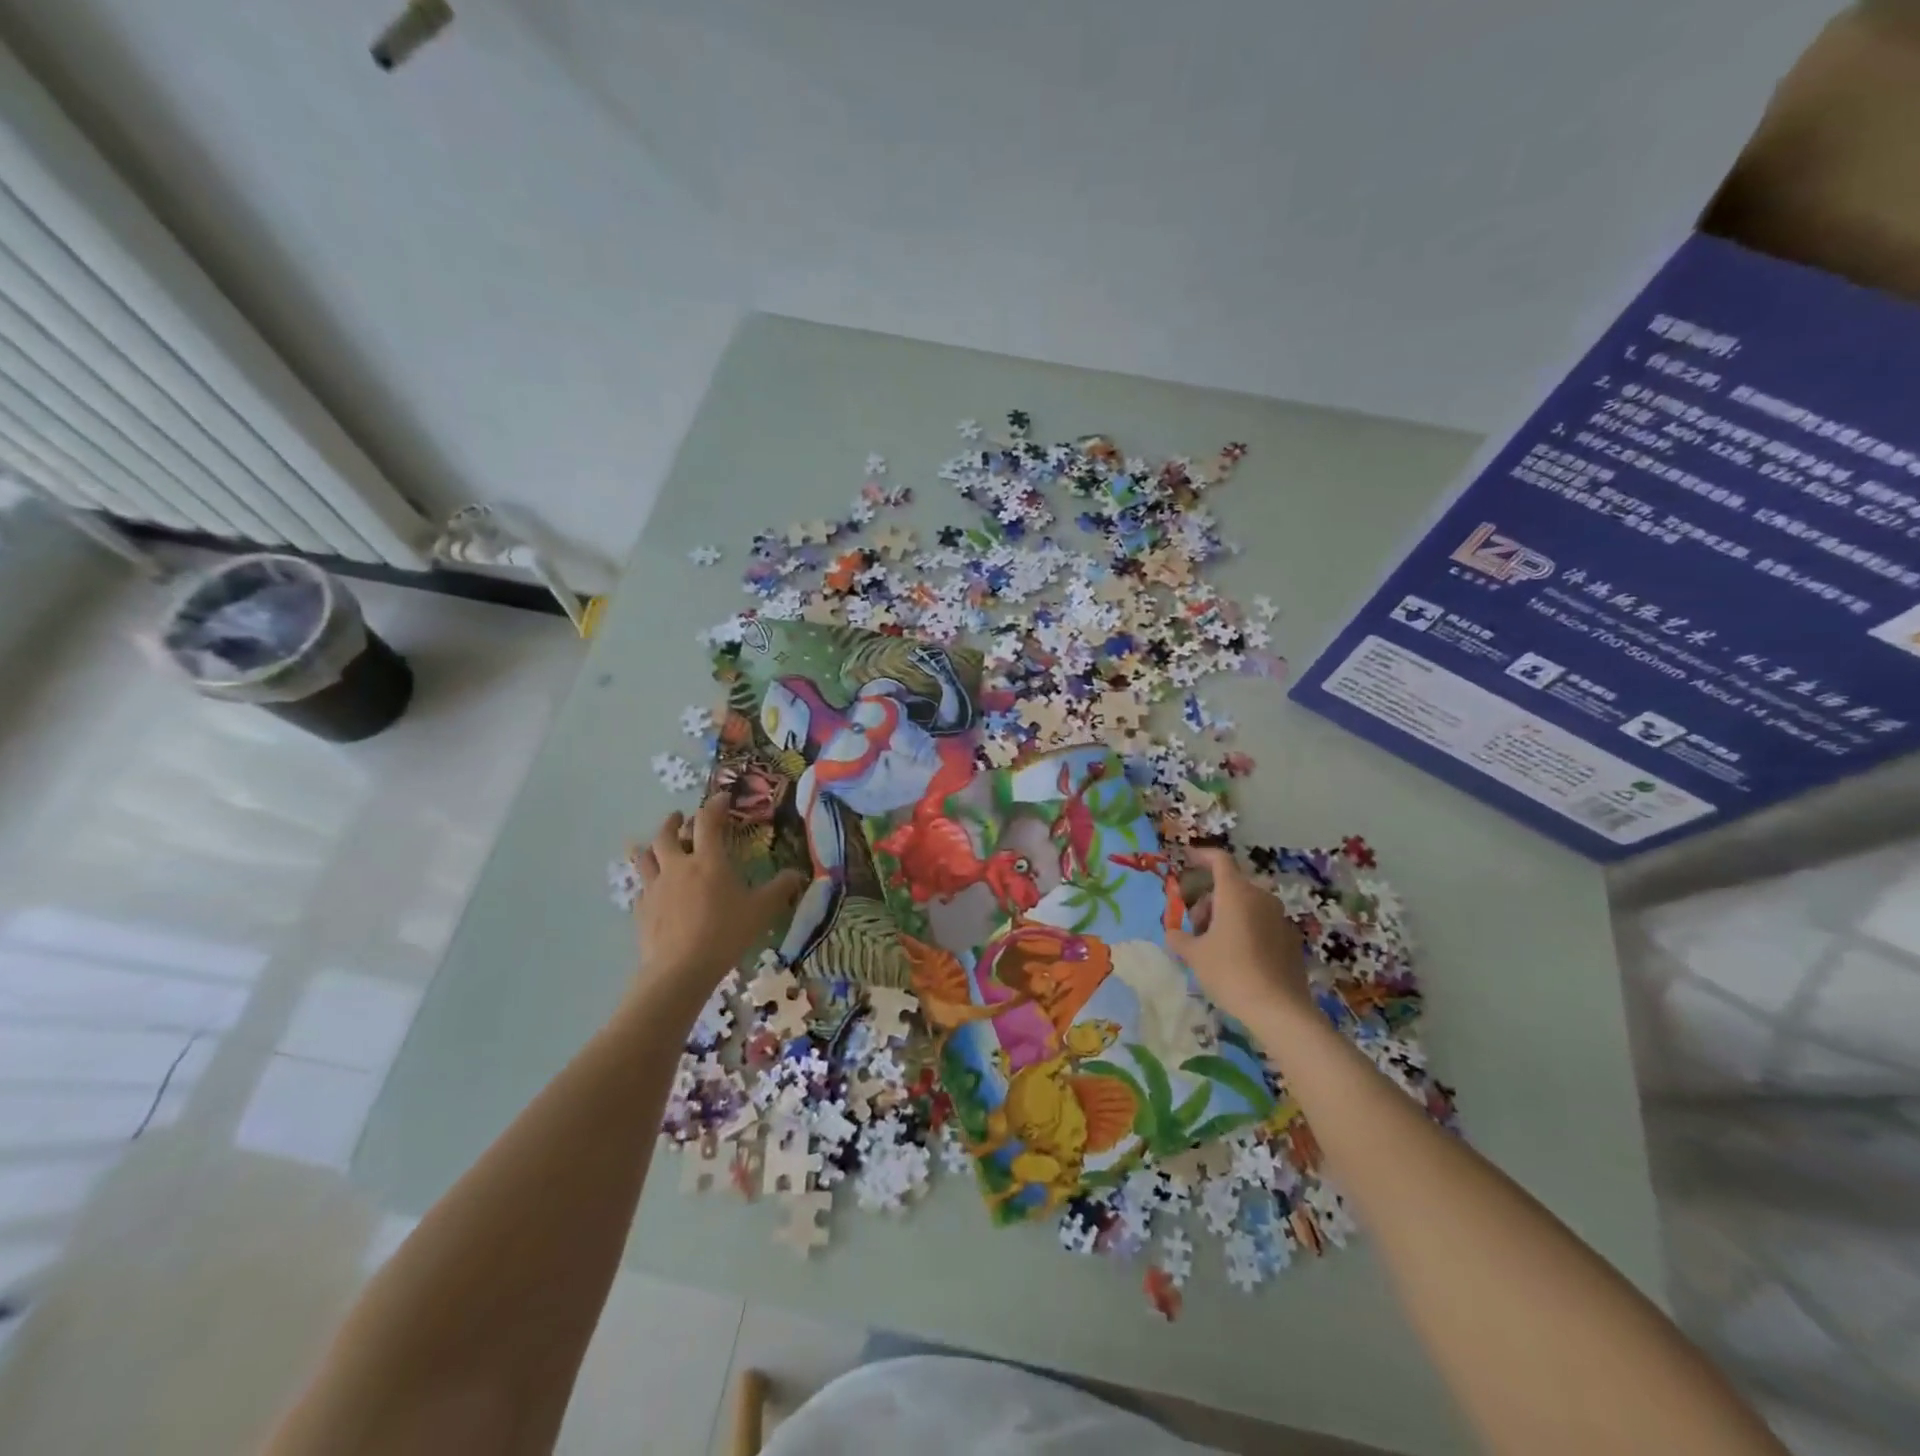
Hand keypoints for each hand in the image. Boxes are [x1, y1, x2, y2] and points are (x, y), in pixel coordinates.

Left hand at [631, 797, 806, 987]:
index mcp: (708, 860)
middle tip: (680, 817)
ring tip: (651, 844)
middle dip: (674, 822)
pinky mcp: (641, 910)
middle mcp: (678, 866)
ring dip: (649, 846)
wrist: (680, 969)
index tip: (722, 798)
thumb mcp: (762, 910)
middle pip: (667, 834)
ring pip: (645, 857)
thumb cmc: (725, 933)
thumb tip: (798, 873)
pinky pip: (640, 887)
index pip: (708, 821)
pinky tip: (649, 888)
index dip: (715, 805)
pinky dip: (645, 881)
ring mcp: (655, 887)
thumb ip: (781, 889)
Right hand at [1166, 846, 1313, 1027]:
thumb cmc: (1230, 972)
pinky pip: (1261, 922)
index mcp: (1235, 893)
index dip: (1202, 856)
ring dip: (1227, 914)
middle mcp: (1260, 897)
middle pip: (1230, 885)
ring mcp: (1279, 917)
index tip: (1187, 859)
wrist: (1279, 1009)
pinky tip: (1237, 956)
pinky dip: (1245, 928)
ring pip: (1247, 904)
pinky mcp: (1290, 938)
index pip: (1220, 860)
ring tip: (1213, 943)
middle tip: (1194, 925)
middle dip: (1209, 898)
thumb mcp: (1194, 955)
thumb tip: (1173, 932)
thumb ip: (1179, 937)